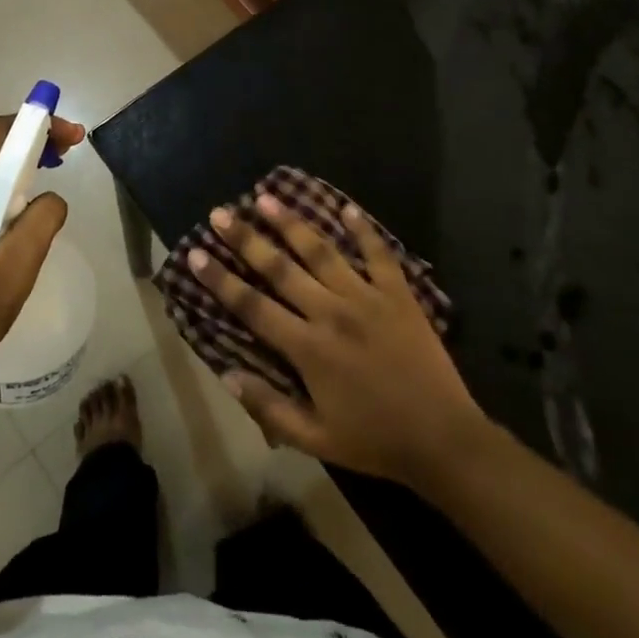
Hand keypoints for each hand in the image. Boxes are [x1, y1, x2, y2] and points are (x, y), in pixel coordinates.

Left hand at [0, 113, 85, 370]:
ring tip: (58, 168)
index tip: (71, 135)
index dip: (36, 124)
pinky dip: (13, 187)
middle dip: (34, 140)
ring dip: (25, 163)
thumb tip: (53, 200)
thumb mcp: (18, 262)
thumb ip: (43, 219)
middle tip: (71, 149)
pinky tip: (33, 204)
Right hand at [189, 194, 493, 488]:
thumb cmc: (374, 440)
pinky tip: (346, 208)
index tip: (195, 253)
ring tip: (266, 197)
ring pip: (322, 251)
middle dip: (246, 238)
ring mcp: (367, 297)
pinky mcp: (398, 293)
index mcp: (307, 348)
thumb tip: (226, 374)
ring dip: (291, 223)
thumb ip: (269, 407)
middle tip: (221, 212)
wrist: (443, 439)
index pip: (252, 306)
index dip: (220, 279)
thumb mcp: (315, 438)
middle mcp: (331, 312)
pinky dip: (363, 229)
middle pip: (280, 267)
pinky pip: (378, 254)